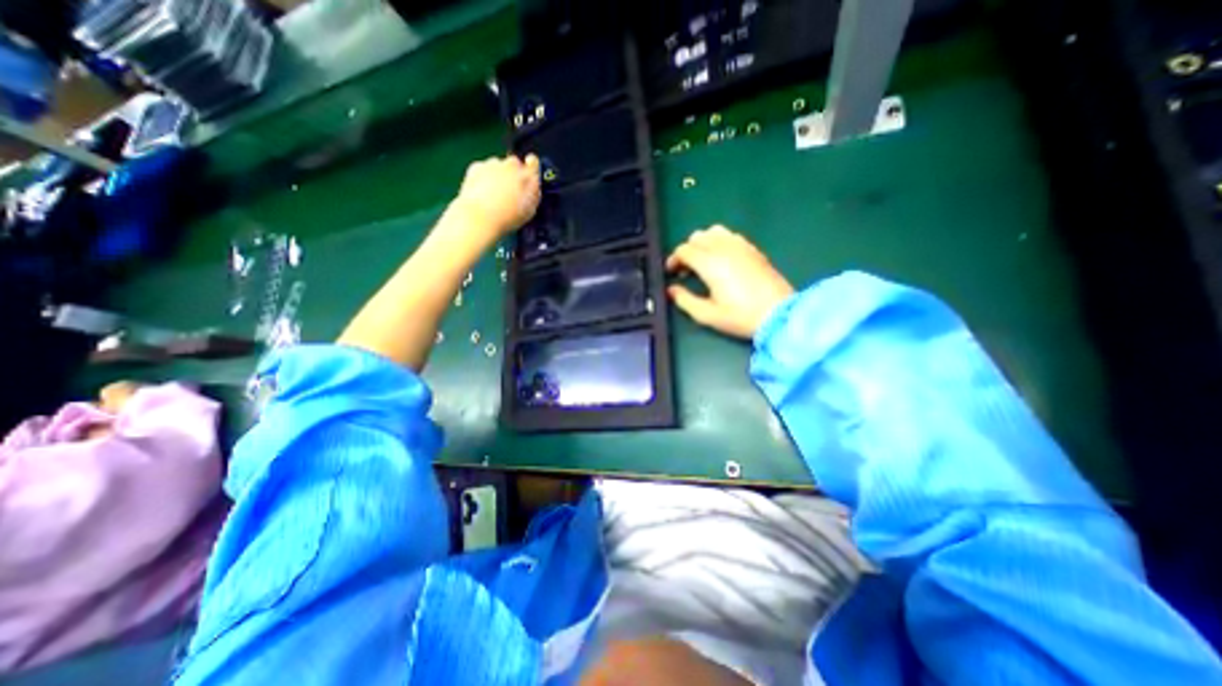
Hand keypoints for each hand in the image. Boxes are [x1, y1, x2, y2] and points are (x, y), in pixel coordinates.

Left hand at [449, 152, 539, 238]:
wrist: (481, 216)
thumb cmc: (507, 217)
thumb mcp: (530, 211)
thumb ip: (533, 194)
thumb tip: (533, 189)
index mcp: (529, 177)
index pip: (533, 162)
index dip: (531, 167)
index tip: (528, 172)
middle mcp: (512, 166)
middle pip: (514, 164)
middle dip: (513, 174)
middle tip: (510, 192)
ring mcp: (494, 164)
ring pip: (497, 166)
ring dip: (497, 176)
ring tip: (495, 196)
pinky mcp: (477, 166)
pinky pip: (482, 169)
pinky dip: (482, 177)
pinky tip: (483, 194)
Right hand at [665, 225, 798, 338]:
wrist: (779, 313)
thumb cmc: (740, 316)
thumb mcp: (707, 315)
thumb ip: (685, 300)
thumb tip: (671, 290)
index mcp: (710, 263)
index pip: (684, 249)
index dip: (673, 259)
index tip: (672, 273)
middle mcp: (723, 248)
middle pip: (697, 237)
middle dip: (687, 250)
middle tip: (686, 270)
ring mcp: (740, 246)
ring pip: (714, 231)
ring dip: (703, 242)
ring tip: (703, 260)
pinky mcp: (753, 249)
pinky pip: (730, 235)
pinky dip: (720, 241)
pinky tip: (722, 258)